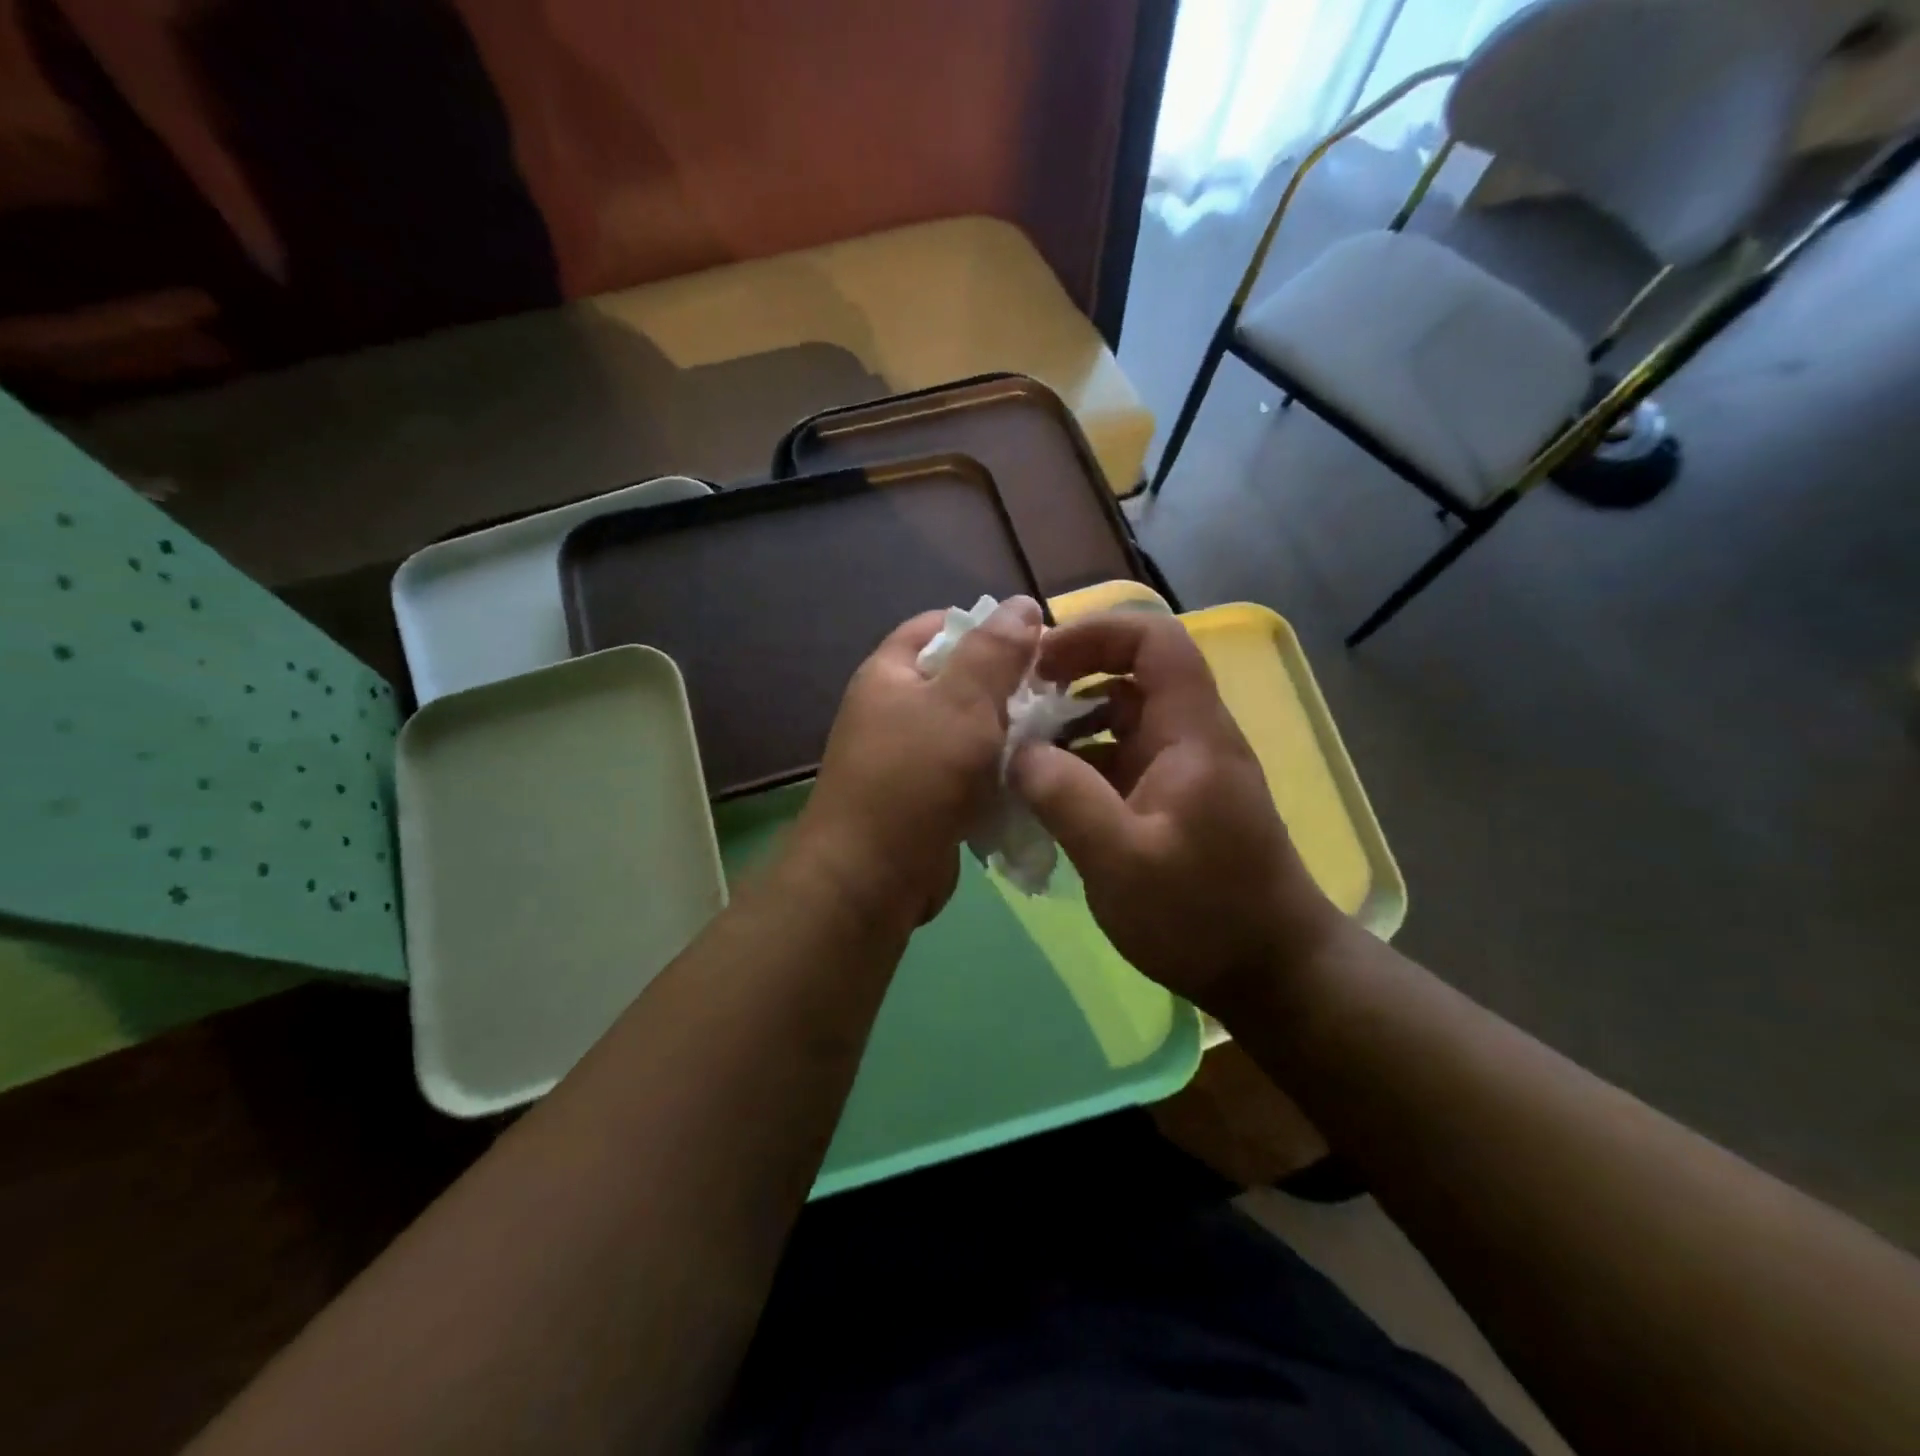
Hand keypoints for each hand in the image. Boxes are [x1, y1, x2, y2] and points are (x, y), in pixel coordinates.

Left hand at [791, 597, 1042, 928]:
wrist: (872, 878)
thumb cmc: (914, 778)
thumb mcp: (960, 703)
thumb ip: (994, 652)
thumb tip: (1022, 604)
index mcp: (890, 674)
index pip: (938, 626)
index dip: (986, 626)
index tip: (1038, 641)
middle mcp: (894, 710)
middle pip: (959, 680)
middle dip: (1008, 684)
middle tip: (1060, 693)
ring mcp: (909, 759)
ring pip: (971, 731)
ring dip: (1010, 734)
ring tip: (1060, 736)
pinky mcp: (927, 800)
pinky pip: (971, 774)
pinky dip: (999, 774)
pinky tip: (1036, 778)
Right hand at [1010, 612, 1340, 1012]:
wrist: (1270, 972)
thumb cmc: (1203, 913)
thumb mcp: (1121, 859)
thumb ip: (1065, 797)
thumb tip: (1017, 752)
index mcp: (1190, 731)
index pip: (1153, 640)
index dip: (1095, 632)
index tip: (1039, 662)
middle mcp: (1188, 737)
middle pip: (1129, 676)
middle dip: (1069, 680)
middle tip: (1014, 709)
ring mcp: (1180, 770)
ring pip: (1118, 721)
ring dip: (1068, 727)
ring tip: (1016, 755)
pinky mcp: (1169, 802)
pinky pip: (1117, 761)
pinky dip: (1079, 766)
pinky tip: (1042, 796)